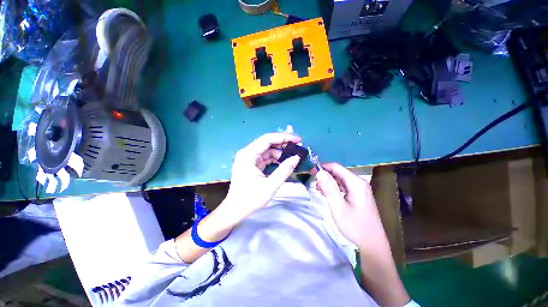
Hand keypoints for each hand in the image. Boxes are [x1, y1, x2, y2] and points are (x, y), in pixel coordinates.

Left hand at [223, 133, 301, 224]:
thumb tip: (297, 157)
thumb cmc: (251, 198)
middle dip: (283, 144)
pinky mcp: (252, 164)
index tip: (297, 139)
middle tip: (297, 147)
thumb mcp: (270, 185)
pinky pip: (265, 157)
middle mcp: (247, 153)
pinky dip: (275, 159)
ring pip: (267, 150)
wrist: (236, 210)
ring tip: (293, 156)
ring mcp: (249, 158)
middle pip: (267, 143)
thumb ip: (284, 170)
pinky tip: (284, 162)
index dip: (283, 137)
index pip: (267, 139)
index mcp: (248, 155)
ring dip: (280, 152)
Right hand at [314, 163, 382, 250]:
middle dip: (325, 175)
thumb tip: (319, 172)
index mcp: (356, 183)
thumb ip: (329, 188)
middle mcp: (359, 182)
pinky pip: (344, 186)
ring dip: (328, 182)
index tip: (311, 172)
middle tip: (314, 184)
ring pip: (340, 179)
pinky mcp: (359, 194)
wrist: (372, 244)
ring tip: (319, 190)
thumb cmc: (355, 226)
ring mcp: (360, 188)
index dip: (322, 167)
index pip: (336, 167)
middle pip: (338, 172)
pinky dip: (334, 187)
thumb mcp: (338, 207)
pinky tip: (328, 194)